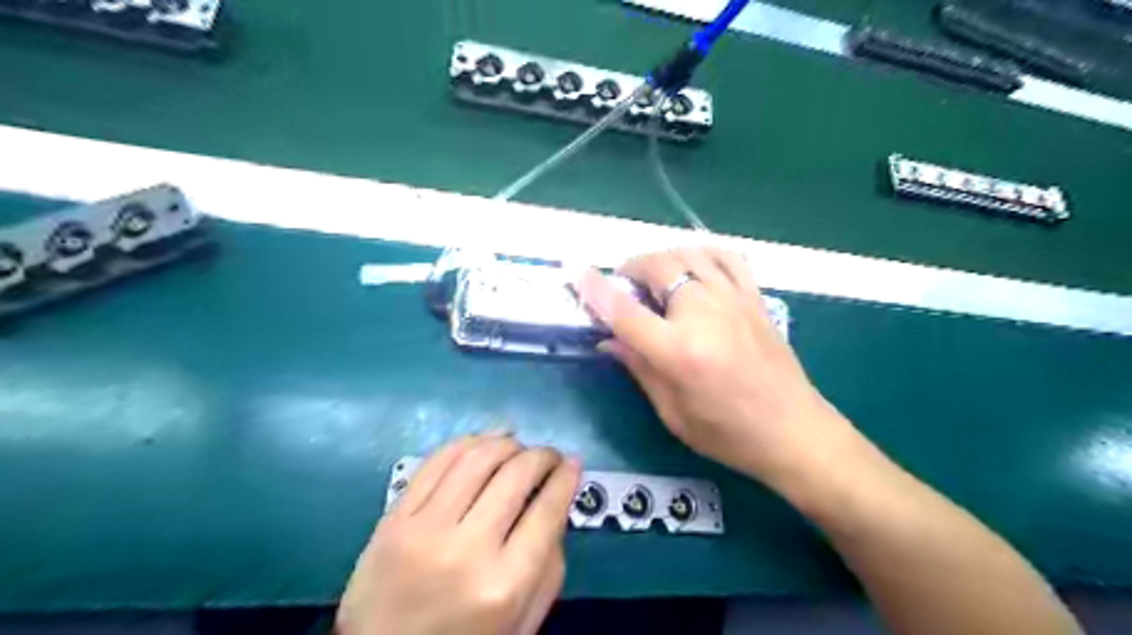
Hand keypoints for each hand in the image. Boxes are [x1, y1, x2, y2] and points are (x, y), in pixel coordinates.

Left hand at [332, 435, 582, 634]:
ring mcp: (424, 529)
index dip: (566, 477)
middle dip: (542, 455)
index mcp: (504, 585)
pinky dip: (467, 443)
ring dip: (506, 442)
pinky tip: (483, 442)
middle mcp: (466, 550)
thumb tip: (557, 499)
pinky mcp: (393, 518)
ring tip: (518, 445)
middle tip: (550, 455)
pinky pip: (436, 462)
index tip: (573, 463)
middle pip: (515, 475)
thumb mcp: (523, 622)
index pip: (547, 509)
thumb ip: (549, 565)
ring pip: (476, 458)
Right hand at [580, 248, 852, 485]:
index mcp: (677, 351)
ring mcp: (733, 300)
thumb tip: (607, 340)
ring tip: (654, 275)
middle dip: (631, 268)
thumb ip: (638, 368)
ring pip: (689, 254)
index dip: (595, 289)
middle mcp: (703, 314)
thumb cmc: (727, 433)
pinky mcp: (754, 298)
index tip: (576, 272)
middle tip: (623, 284)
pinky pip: (727, 257)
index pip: (623, 310)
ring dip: (663, 258)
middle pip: (657, 268)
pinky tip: (695, 264)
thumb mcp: (672, 412)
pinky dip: (704, 252)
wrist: (794, 431)